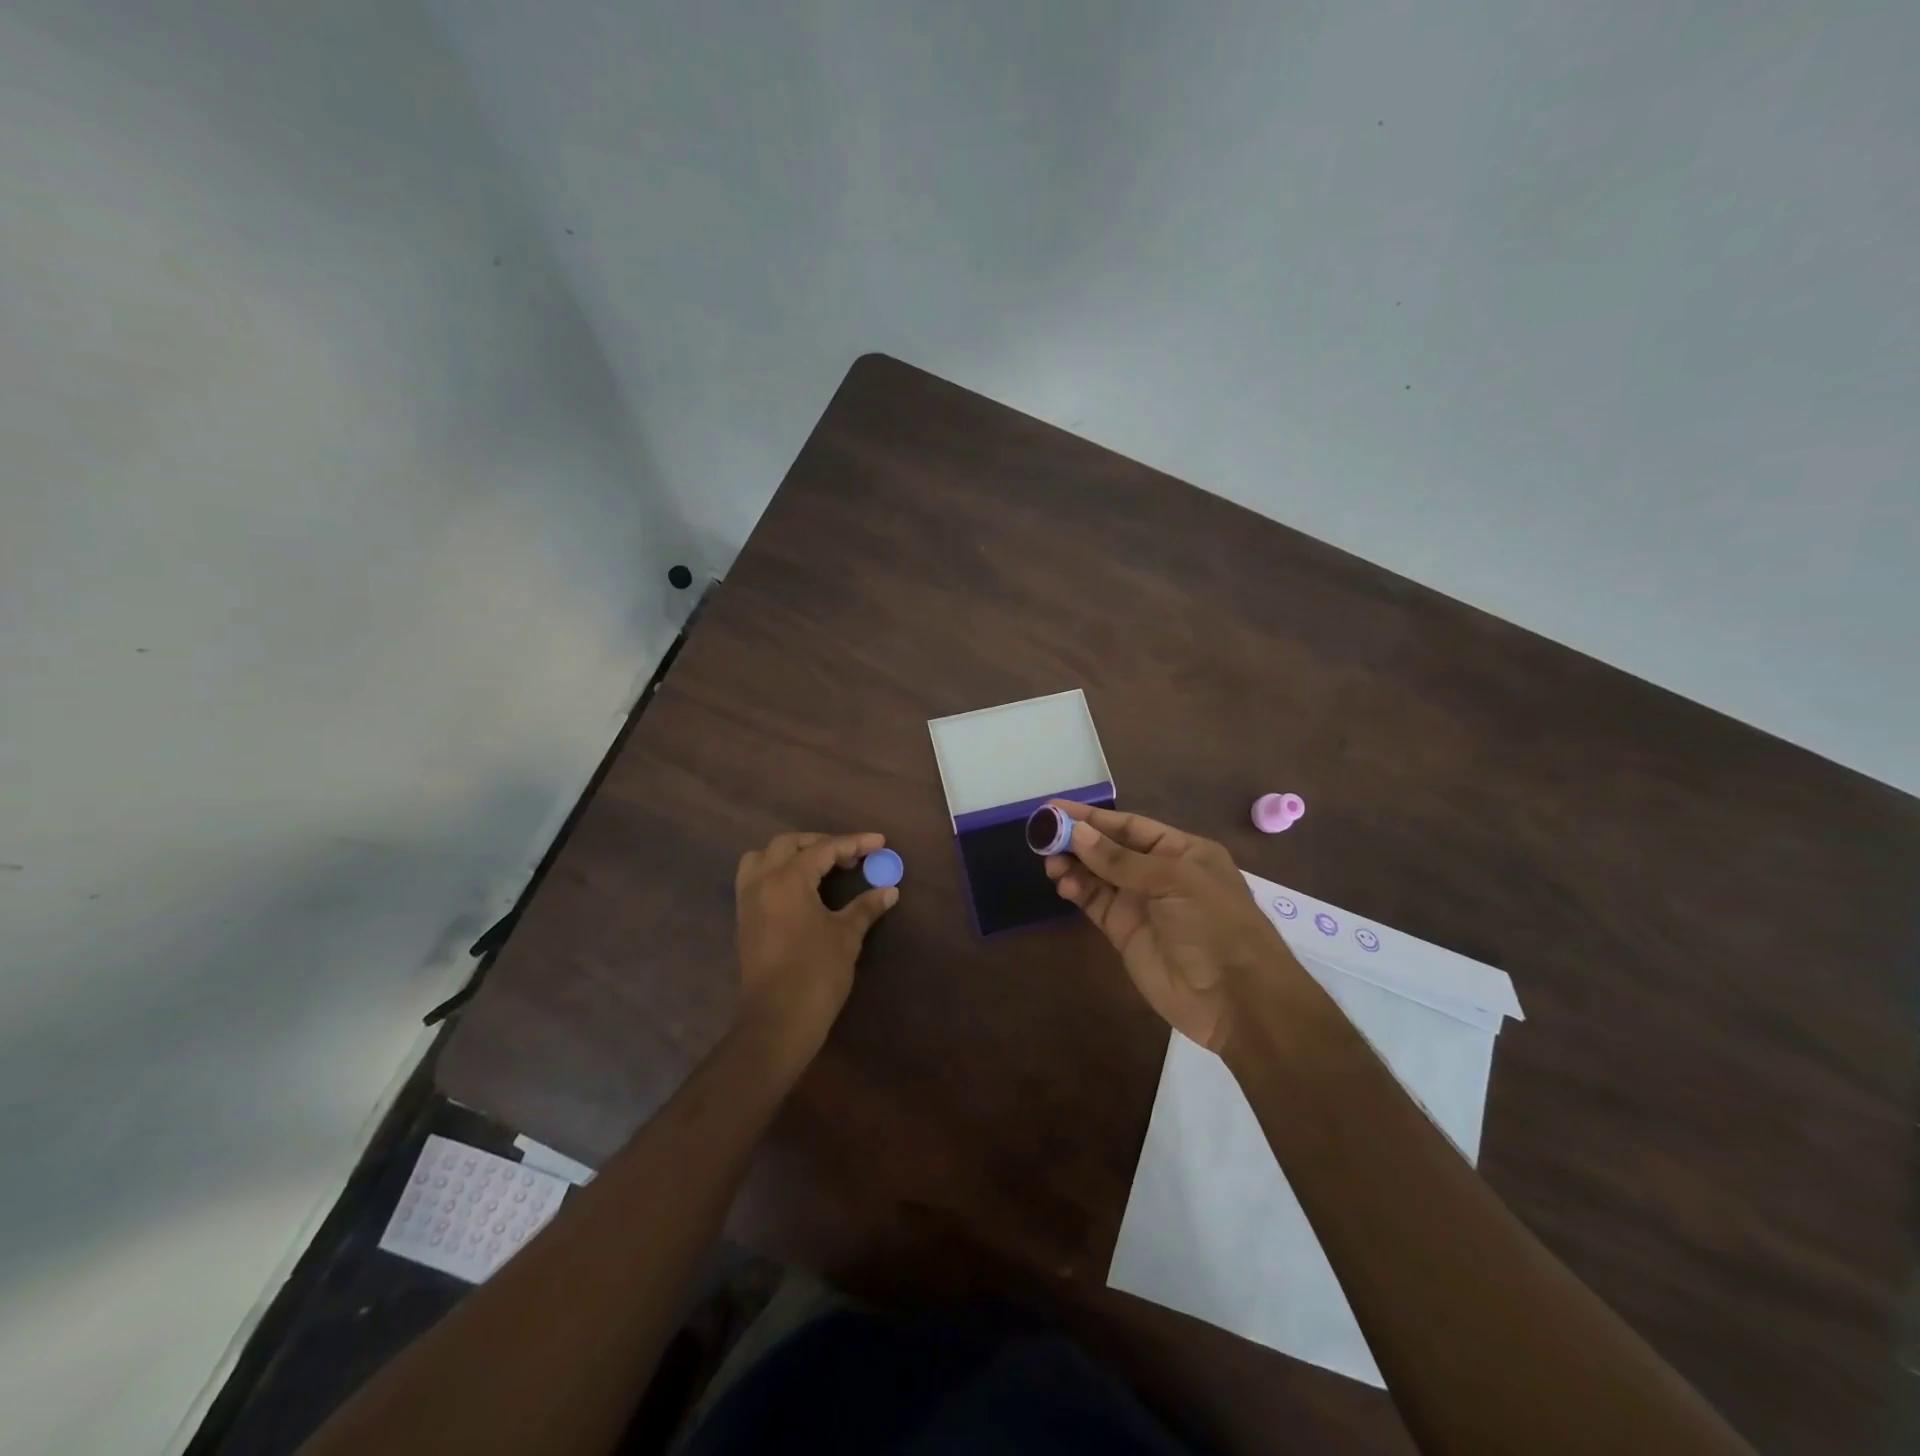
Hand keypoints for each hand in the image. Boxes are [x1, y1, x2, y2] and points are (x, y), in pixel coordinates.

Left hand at [734, 831, 897, 1059]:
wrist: (777, 1022)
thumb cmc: (815, 973)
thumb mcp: (846, 936)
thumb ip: (865, 907)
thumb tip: (889, 891)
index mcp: (787, 879)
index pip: (824, 849)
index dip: (854, 843)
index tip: (880, 842)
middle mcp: (762, 881)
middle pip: (788, 844)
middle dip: (821, 843)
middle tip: (851, 856)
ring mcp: (748, 901)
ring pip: (763, 857)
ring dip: (791, 854)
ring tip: (819, 867)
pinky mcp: (744, 920)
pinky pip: (755, 879)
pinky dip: (777, 872)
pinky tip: (801, 889)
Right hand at [1045, 803, 1301, 1052]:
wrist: (1235, 998)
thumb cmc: (1214, 924)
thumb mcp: (1174, 881)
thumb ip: (1121, 860)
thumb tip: (1078, 834)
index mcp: (1182, 851)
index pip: (1130, 826)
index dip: (1093, 817)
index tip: (1056, 808)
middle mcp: (1159, 873)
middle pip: (1110, 849)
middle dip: (1078, 840)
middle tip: (1042, 834)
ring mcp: (1141, 903)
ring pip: (1098, 875)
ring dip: (1073, 865)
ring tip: (1049, 861)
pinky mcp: (1124, 932)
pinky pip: (1095, 903)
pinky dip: (1077, 890)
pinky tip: (1062, 884)